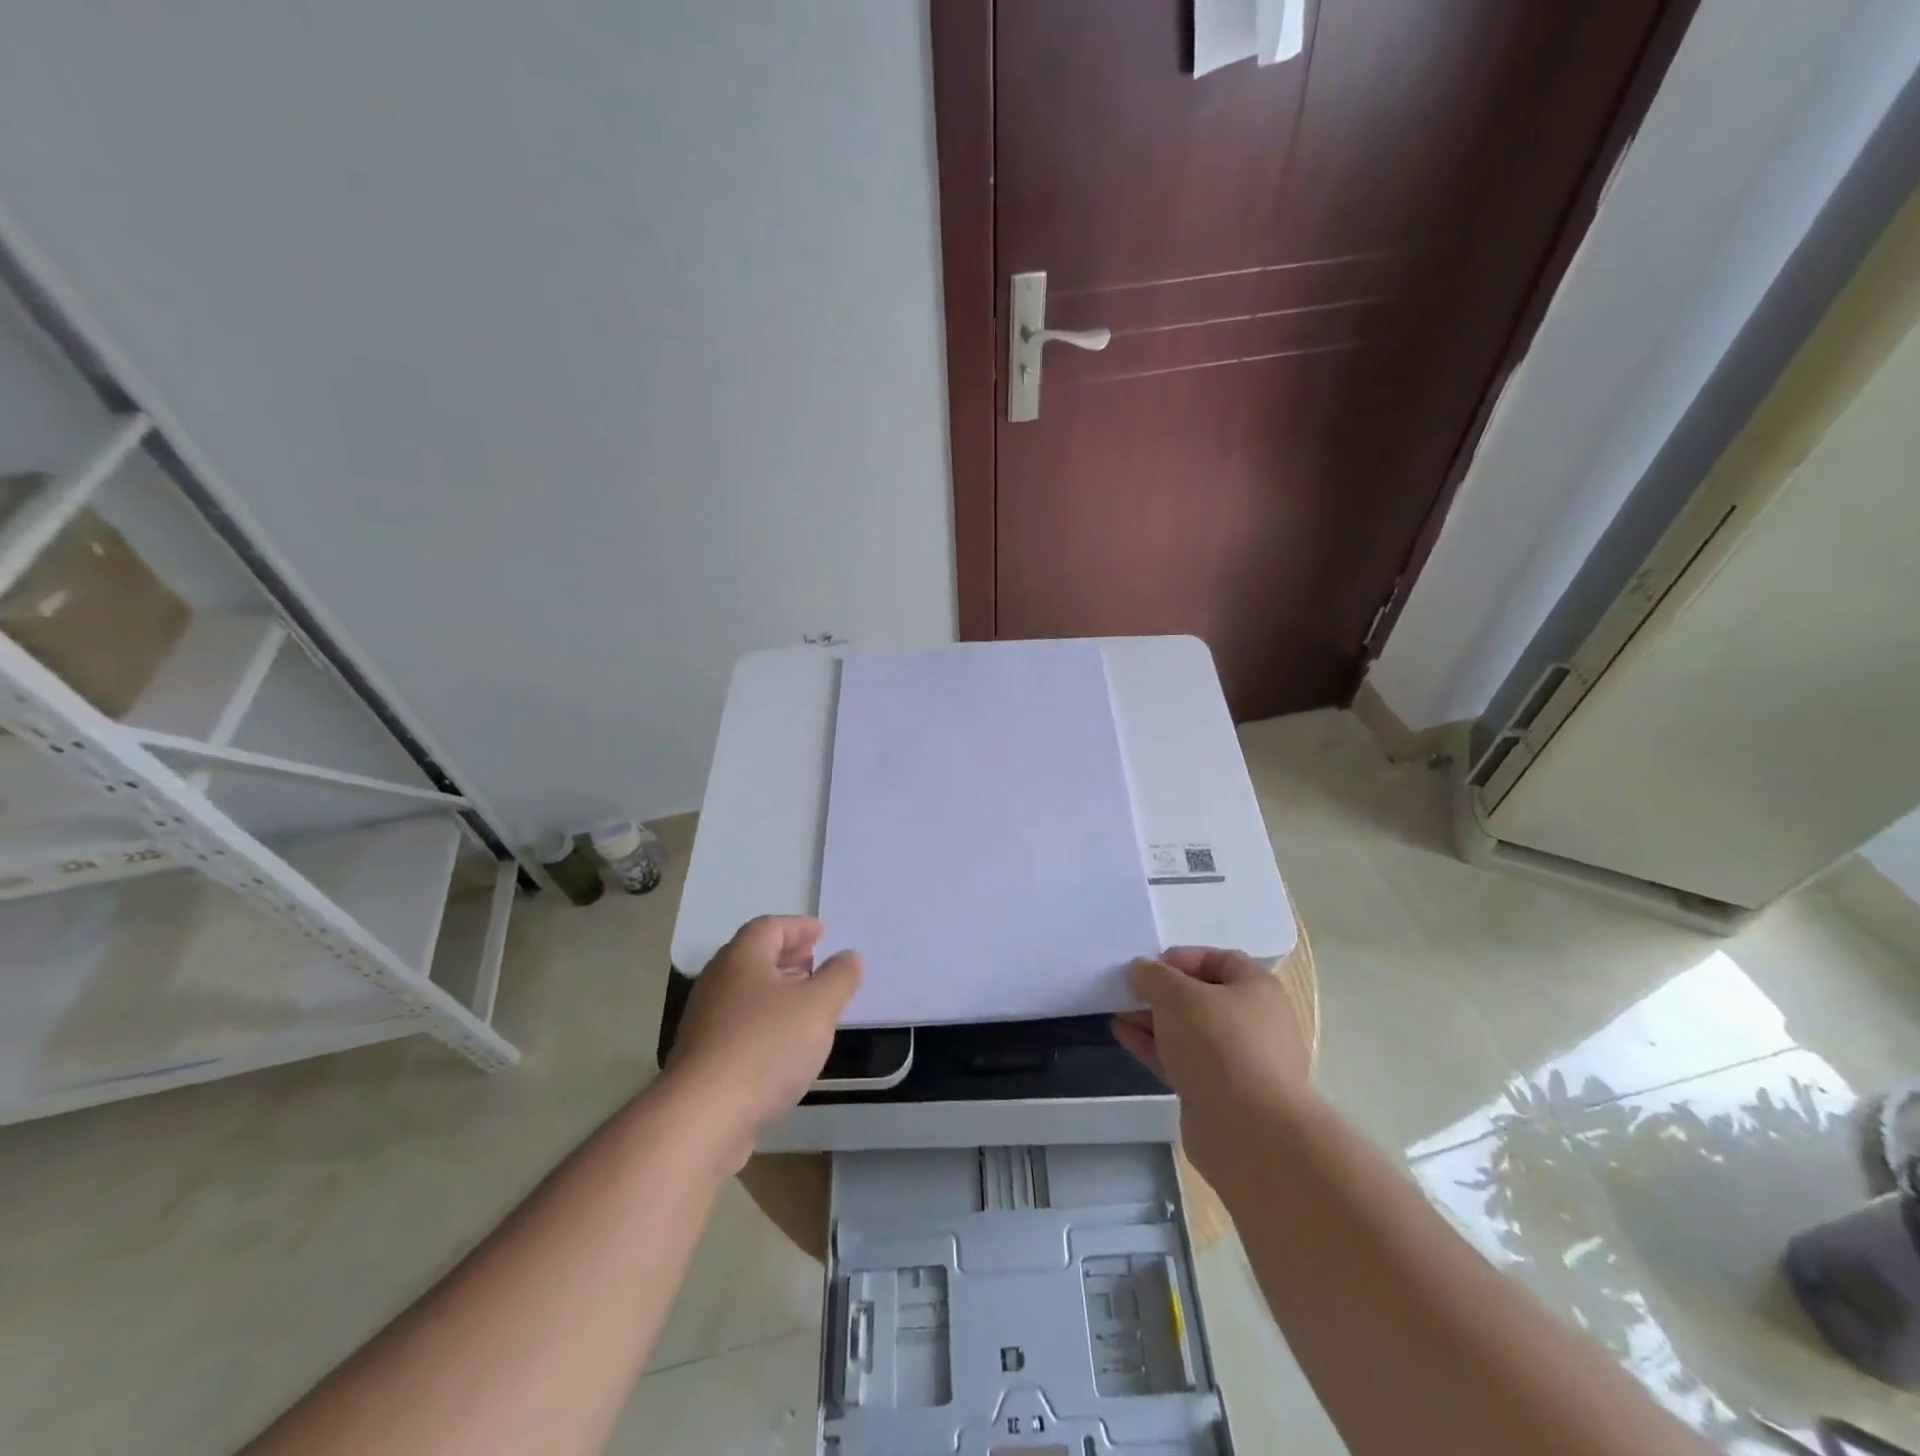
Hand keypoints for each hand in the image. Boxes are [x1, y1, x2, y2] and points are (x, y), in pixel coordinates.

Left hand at [667, 916, 860, 1155]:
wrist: (703, 1117)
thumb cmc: (766, 1046)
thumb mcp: (819, 1006)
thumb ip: (839, 977)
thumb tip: (848, 957)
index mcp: (742, 958)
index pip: (770, 926)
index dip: (799, 927)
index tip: (823, 934)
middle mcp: (718, 981)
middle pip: (754, 957)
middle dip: (788, 957)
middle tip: (816, 963)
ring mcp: (706, 1021)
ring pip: (747, 993)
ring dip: (778, 991)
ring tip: (808, 1004)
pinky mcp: (703, 1058)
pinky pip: (740, 1025)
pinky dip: (765, 1022)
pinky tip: (785, 1045)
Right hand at [1112, 946, 1312, 1177]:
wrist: (1249, 1132)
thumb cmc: (1219, 1045)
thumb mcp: (1177, 995)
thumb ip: (1153, 976)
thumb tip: (1141, 970)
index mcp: (1257, 990)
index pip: (1220, 960)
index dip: (1183, 958)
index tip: (1150, 967)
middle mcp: (1254, 1023)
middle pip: (1202, 997)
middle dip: (1162, 993)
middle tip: (1129, 991)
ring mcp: (1238, 1062)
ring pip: (1189, 1031)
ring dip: (1153, 1020)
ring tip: (1117, 1012)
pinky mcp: (1220, 1094)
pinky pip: (1183, 1060)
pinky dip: (1155, 1047)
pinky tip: (1123, 1036)